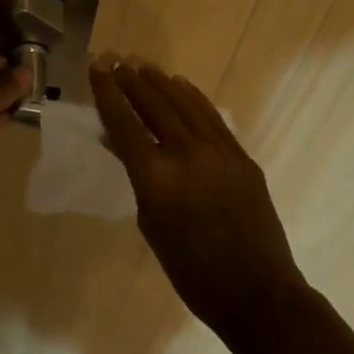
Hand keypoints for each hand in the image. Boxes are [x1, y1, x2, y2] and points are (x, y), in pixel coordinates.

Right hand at [90, 56, 309, 342]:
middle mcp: (186, 154)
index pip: (124, 123)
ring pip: (184, 105)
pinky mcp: (241, 156)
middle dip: (131, 81)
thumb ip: (137, 177)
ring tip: (143, 66)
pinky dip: (193, 98)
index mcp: (156, 177)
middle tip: (116, 61)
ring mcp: (218, 152)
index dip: (107, 93)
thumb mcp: (151, 224)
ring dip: (161, 83)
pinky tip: (181, 86)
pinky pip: (212, 118)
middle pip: (153, 106)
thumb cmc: (191, 271)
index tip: (97, 68)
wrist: (256, 292)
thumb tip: (121, 144)